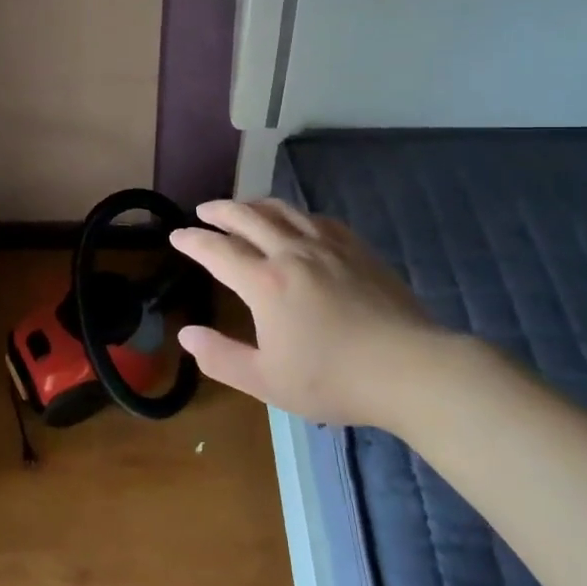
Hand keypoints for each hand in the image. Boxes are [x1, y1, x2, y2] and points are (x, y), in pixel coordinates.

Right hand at [170, 198, 458, 430]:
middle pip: (248, 217)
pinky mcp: (357, 249)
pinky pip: (318, 219)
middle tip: (204, 211)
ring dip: (256, 205)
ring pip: (283, 211)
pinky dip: (295, 215)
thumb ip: (220, 357)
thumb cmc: (333, 379)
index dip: (193, 240)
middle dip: (220, 210)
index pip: (217, 250)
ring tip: (244, 208)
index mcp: (265, 282)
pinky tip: (298, 223)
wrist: (410, 369)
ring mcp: (328, 246)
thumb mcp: (266, 380)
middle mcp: (292, 253)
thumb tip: (186, 335)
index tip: (176, 235)